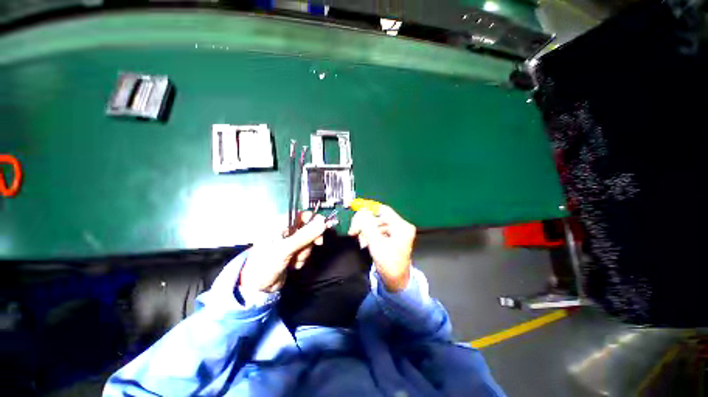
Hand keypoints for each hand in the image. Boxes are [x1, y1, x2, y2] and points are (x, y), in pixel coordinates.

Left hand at [240, 212, 331, 292]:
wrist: (256, 288)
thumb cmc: (265, 265)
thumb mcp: (285, 249)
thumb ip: (304, 236)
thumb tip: (322, 223)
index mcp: (279, 224)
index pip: (302, 215)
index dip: (314, 220)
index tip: (325, 227)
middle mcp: (285, 231)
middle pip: (308, 229)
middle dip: (309, 241)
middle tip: (315, 245)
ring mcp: (289, 242)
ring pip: (307, 242)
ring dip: (304, 252)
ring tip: (293, 260)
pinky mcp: (292, 252)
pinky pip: (304, 251)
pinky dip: (301, 259)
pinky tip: (292, 265)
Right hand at [348, 204, 415, 291]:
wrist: (396, 283)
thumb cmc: (388, 264)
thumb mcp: (375, 243)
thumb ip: (367, 226)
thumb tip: (360, 212)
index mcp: (401, 226)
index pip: (383, 210)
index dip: (369, 208)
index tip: (356, 210)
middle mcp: (401, 226)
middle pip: (379, 217)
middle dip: (365, 224)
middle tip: (353, 231)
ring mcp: (397, 232)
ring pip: (377, 225)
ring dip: (366, 231)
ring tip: (360, 241)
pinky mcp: (393, 238)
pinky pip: (379, 231)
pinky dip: (370, 235)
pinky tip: (365, 243)